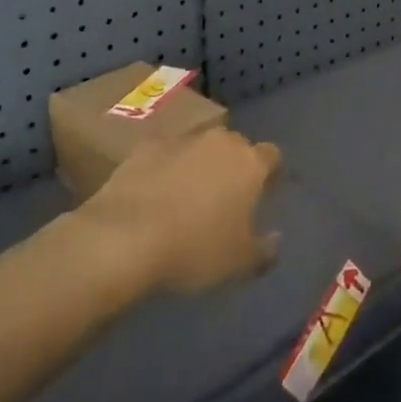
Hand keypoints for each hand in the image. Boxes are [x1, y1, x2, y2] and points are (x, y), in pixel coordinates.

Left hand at [78, 127, 282, 294]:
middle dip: (233, 166)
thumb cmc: (194, 249)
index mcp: (250, 163)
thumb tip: (276, 238)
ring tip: (186, 197)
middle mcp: (220, 141)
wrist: (124, 237)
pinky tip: (154, 195)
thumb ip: (264, 249)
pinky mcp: (146, 147)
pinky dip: (165, 169)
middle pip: (235, 146)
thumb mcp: (239, 262)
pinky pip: (165, 154)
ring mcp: (181, 139)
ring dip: (198, 165)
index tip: (264, 194)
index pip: (272, 156)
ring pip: (199, 147)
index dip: (270, 174)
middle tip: (224, 198)